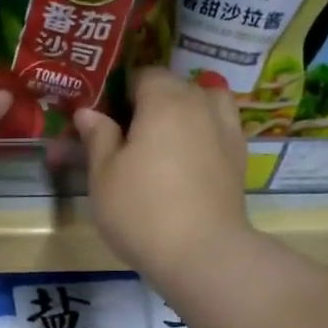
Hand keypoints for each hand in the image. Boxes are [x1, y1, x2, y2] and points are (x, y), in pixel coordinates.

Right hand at [73, 68, 249, 283]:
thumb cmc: (141, 210)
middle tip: (125, 139)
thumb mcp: (103, 175)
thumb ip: (98, 137)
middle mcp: (201, 104)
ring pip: (203, 105)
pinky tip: (187, 163)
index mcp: (165, 99)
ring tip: (163, 144)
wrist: (202, 253)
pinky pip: (218, 130)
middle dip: (149, 104)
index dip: (119, 93)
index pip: (141, 75)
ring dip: (183, 114)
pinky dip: (203, 136)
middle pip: (173, 88)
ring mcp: (227, 130)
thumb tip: (88, 112)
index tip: (103, 120)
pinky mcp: (239, 158)